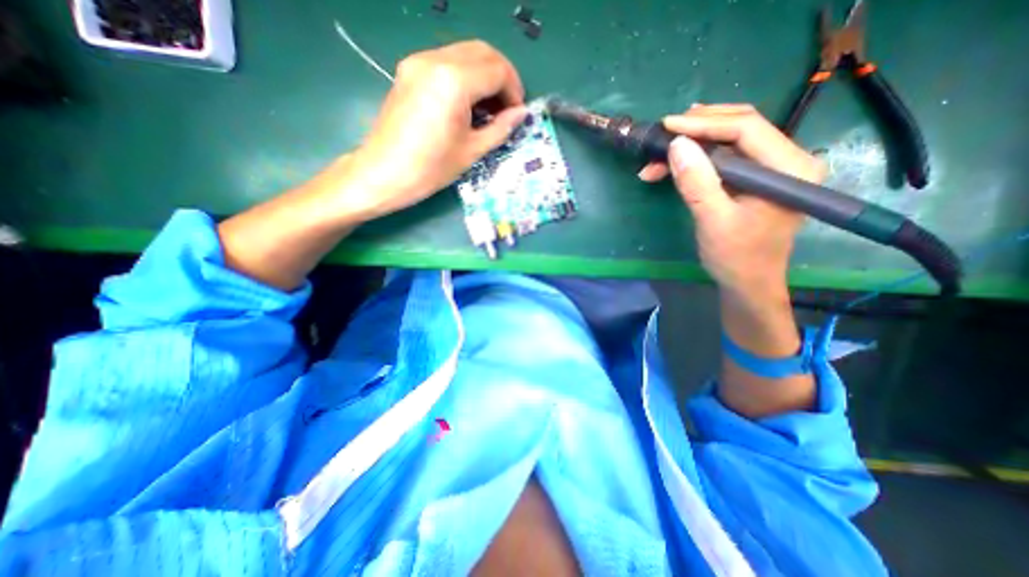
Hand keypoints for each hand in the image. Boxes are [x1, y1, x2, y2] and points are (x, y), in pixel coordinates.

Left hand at [342, 41, 525, 217]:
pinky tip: (469, 103)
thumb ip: (500, 128)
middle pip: (483, 52)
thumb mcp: (472, 151)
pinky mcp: (409, 70)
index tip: (517, 114)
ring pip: (465, 53)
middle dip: (503, 77)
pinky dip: (466, 76)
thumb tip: (522, 114)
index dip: (514, 91)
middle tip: (508, 107)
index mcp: (454, 81)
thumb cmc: (430, 169)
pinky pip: (447, 61)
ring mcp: (419, 62)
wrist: (384, 174)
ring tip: (490, 108)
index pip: (497, 70)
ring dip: (485, 75)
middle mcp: (435, 60)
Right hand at [640, 104, 824, 298]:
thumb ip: (697, 183)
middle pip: (741, 127)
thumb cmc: (735, 257)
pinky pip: (725, 159)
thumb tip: (676, 145)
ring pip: (729, 142)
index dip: (704, 123)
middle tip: (662, 135)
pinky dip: (697, 161)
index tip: (667, 125)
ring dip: (693, 146)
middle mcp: (788, 160)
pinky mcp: (756, 179)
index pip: (746, 128)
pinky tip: (675, 166)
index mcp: (789, 168)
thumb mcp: (713, 221)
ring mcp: (772, 169)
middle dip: (697, 129)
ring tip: (660, 156)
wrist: (748, 284)